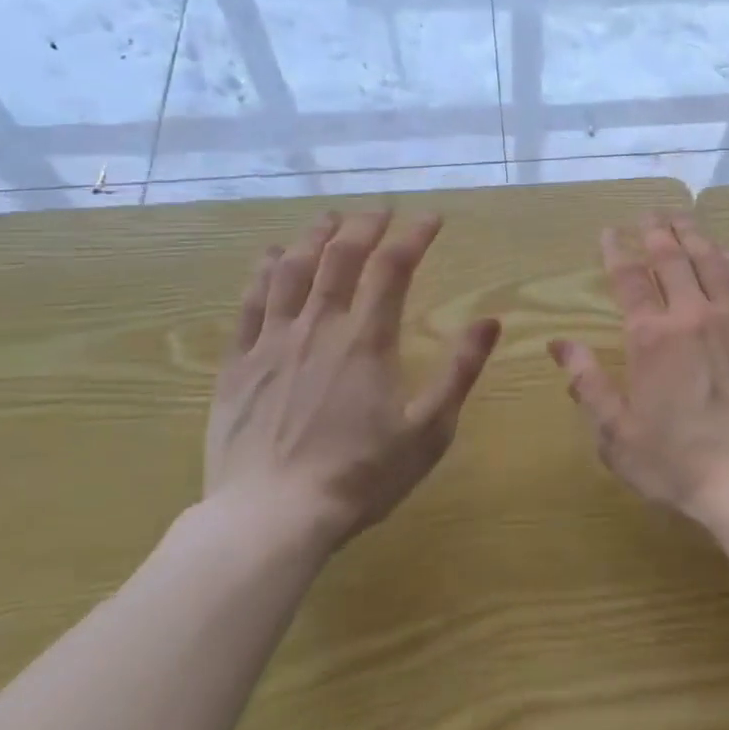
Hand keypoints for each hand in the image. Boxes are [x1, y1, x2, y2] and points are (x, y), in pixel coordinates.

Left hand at [204, 210, 501, 553]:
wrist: (270, 518)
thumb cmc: (360, 476)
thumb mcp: (429, 429)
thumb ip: (460, 370)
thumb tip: (490, 321)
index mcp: (366, 340)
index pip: (393, 267)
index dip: (413, 235)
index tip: (431, 218)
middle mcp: (318, 327)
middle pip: (339, 257)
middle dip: (364, 226)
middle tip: (380, 211)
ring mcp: (272, 343)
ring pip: (291, 270)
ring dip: (313, 237)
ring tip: (330, 219)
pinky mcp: (238, 365)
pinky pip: (249, 304)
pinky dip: (263, 273)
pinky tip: (271, 257)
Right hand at [549, 213, 728, 521]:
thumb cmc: (679, 463)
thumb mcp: (617, 434)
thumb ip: (588, 384)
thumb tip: (560, 344)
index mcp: (651, 338)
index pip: (629, 279)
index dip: (616, 251)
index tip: (610, 232)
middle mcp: (693, 316)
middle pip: (673, 259)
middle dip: (657, 231)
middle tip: (649, 213)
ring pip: (713, 263)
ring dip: (695, 236)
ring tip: (684, 218)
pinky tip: (728, 254)